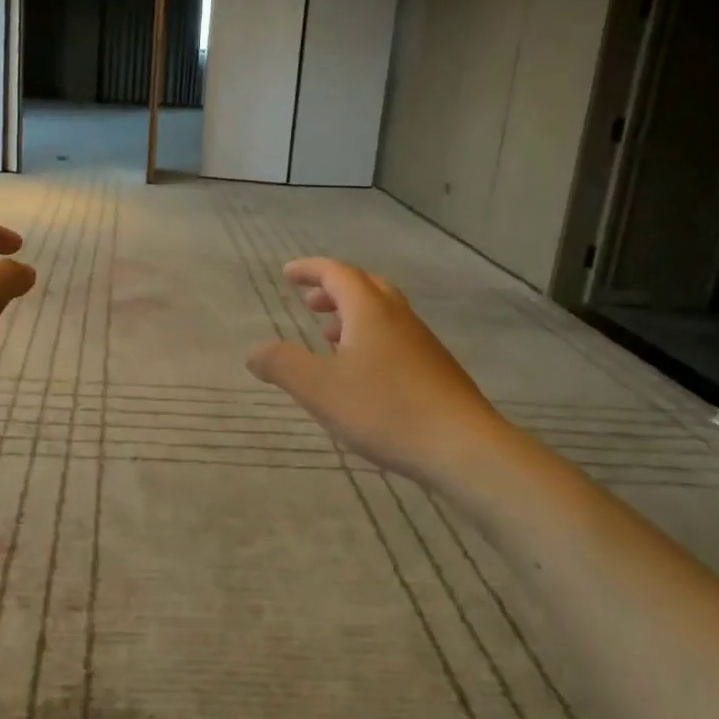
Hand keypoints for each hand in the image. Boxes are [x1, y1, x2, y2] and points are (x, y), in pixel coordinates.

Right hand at [246, 257, 505, 486]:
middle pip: (366, 287)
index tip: (288, 274)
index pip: (337, 274)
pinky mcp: (436, 372)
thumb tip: (255, 351)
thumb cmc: (385, 409)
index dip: (310, 270)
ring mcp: (422, 344)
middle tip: (310, 303)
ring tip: (329, 337)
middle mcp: (399, 318)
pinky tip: (363, 374)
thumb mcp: (319, 388)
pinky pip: (395, 339)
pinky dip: (370, 340)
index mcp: (370, 311)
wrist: (464, 448)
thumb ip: (281, 365)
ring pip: (383, 315)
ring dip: (353, 316)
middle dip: (334, 290)